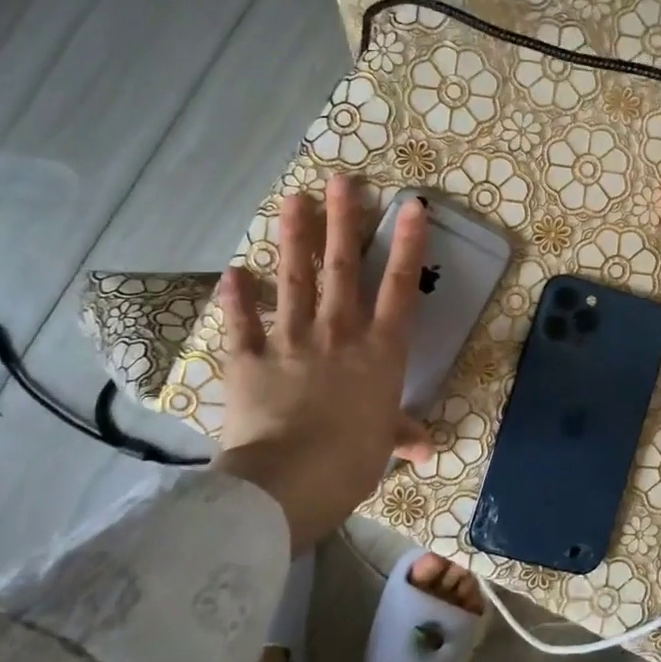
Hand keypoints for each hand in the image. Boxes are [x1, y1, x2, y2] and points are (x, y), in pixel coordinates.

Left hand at [211, 174, 432, 550]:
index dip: (408, 244)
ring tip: (292, 199)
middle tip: (341, 181)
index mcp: (379, 350)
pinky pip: (243, 323)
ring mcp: (291, 340)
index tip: (412, 206)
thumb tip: (427, 448)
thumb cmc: (352, 460)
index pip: (400, 287)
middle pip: (344, 267)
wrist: (290, 480)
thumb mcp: (385, 445)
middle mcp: (338, 332)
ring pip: (295, 280)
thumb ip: (402, 434)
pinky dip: (237, 298)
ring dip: (295, 238)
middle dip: (344, 221)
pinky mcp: (250, 359)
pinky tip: (234, 272)